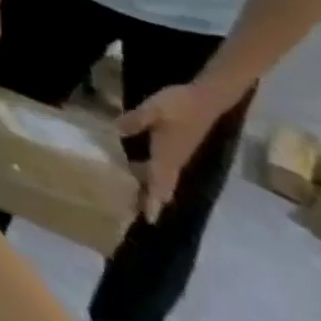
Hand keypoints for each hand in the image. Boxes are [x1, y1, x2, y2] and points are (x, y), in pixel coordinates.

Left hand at [117, 83, 226, 221]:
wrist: (205, 100)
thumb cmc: (178, 105)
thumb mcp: (152, 109)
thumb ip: (134, 120)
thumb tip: (115, 132)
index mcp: (168, 156)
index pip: (159, 184)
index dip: (153, 201)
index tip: (148, 220)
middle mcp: (174, 161)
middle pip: (161, 186)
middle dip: (149, 200)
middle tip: (132, 211)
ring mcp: (177, 155)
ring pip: (162, 178)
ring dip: (148, 187)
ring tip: (130, 193)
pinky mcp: (177, 148)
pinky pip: (162, 168)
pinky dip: (151, 174)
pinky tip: (135, 168)